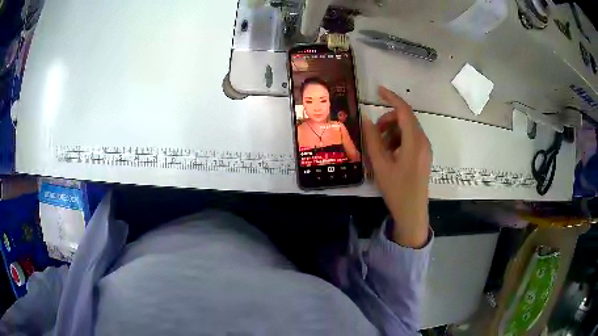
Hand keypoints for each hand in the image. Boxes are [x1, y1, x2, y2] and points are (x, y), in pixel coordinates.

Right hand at [363, 86, 431, 247]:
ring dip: (391, 132)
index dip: (391, 97)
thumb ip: (372, 139)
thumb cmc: (396, 190)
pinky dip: (397, 140)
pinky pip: (410, 139)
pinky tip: (388, 155)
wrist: (412, 212)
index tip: (377, 90)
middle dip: (387, 121)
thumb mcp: (380, 164)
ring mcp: (425, 149)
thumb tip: (365, 117)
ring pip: (407, 129)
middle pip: (405, 119)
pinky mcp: (423, 155)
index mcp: (415, 141)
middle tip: (373, 134)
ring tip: (379, 149)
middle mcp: (423, 141)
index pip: (404, 111)